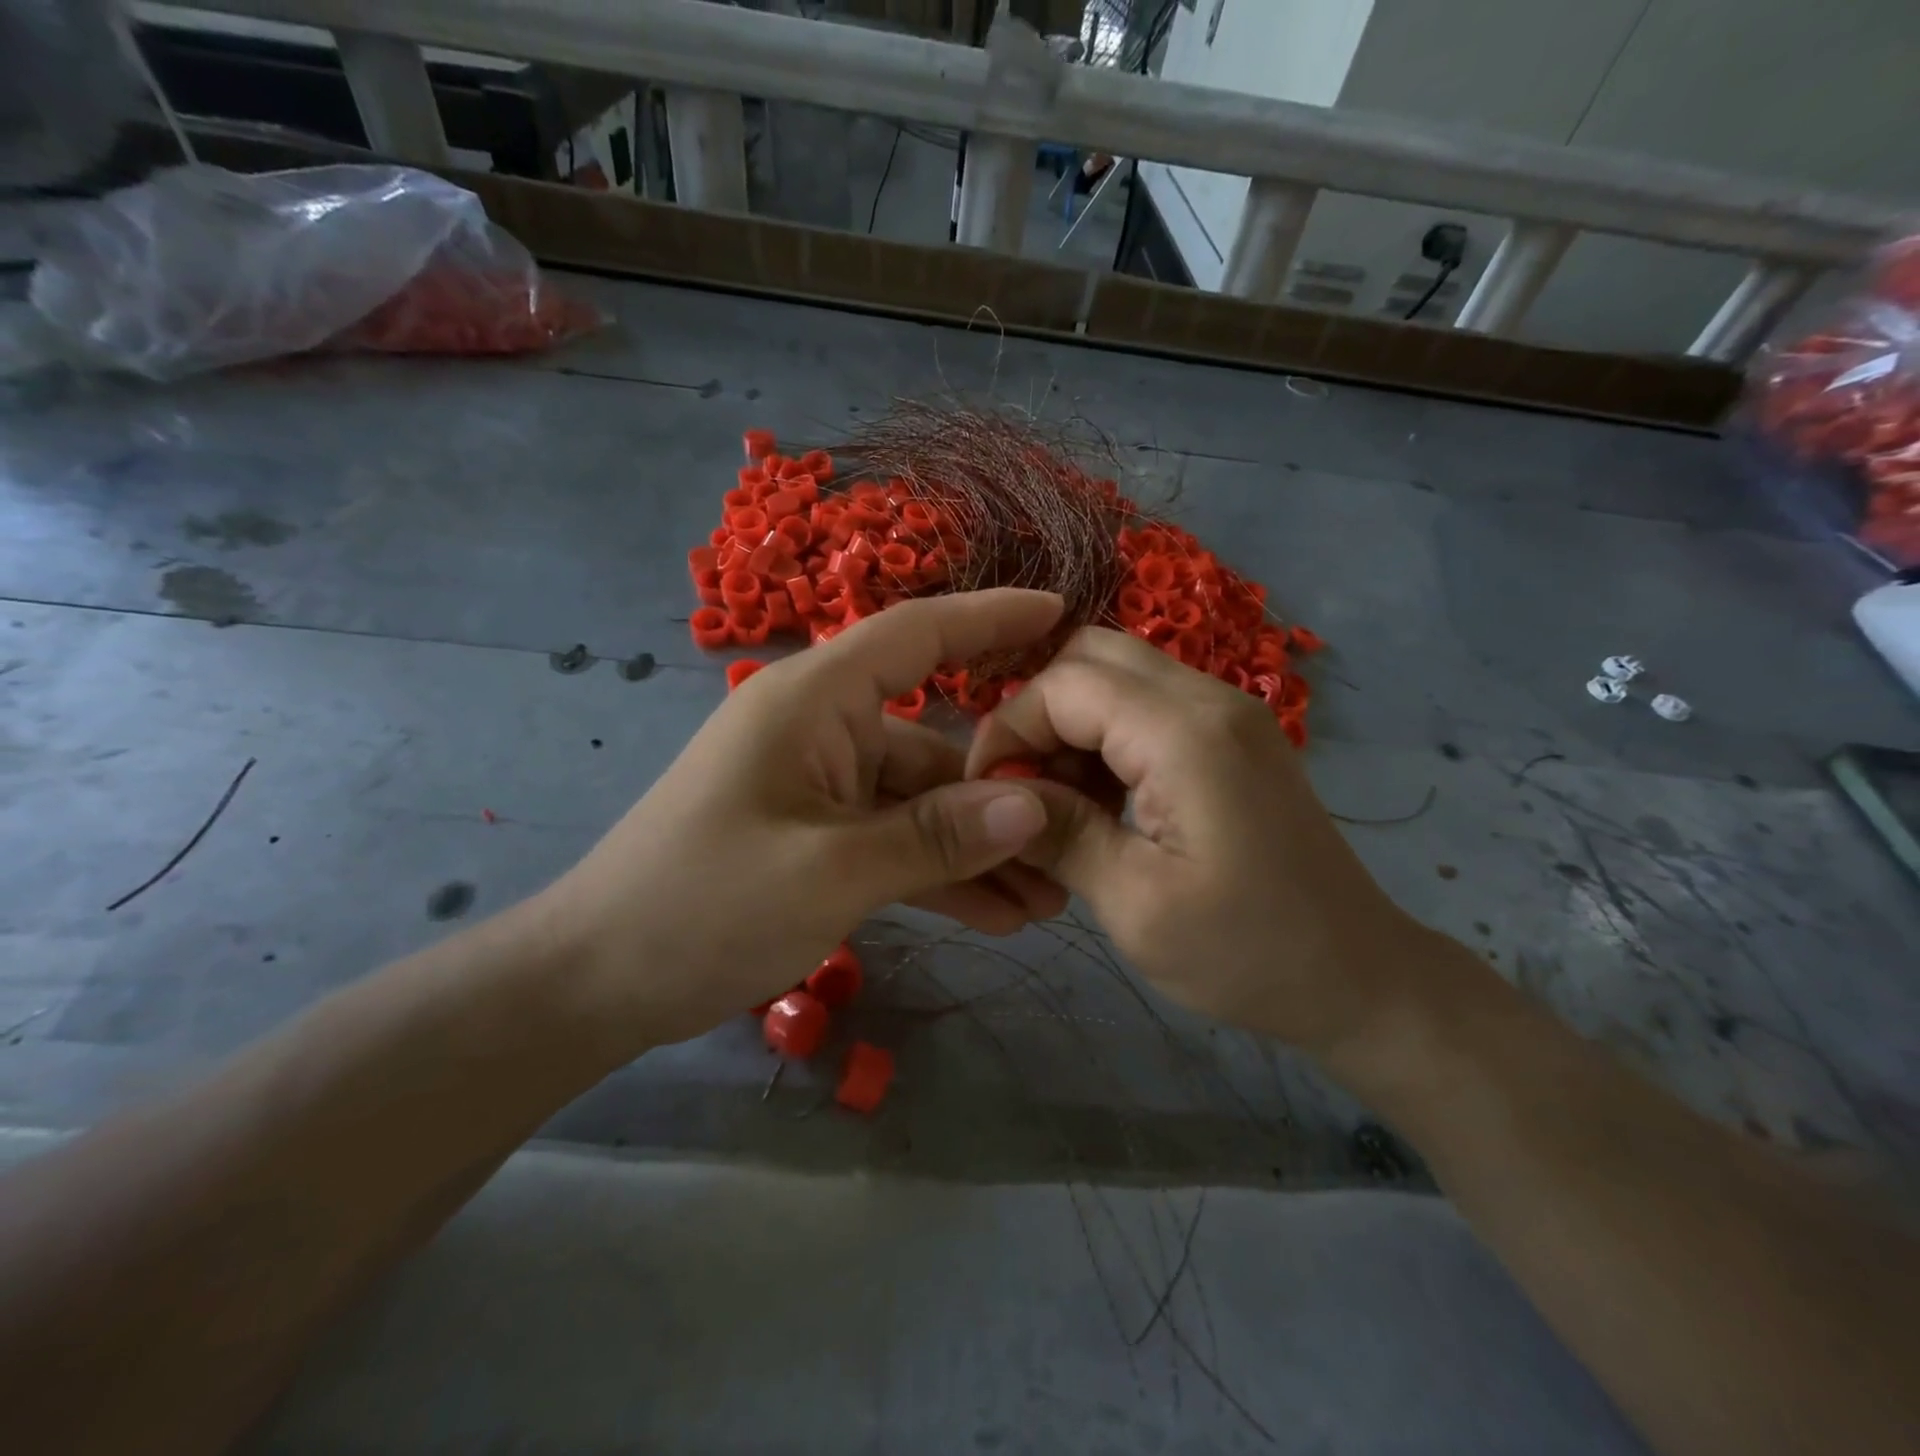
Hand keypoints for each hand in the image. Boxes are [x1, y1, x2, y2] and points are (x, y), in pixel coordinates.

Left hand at [538, 590, 1070, 1048]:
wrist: (598, 981)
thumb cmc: (701, 906)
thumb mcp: (829, 873)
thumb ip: (936, 836)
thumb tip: (1034, 807)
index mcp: (814, 702)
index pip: (916, 633)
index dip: (991, 618)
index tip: (1060, 613)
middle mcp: (822, 730)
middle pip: (935, 741)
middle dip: (1004, 791)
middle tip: (1078, 831)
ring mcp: (820, 787)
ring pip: (921, 803)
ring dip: (978, 848)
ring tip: (1047, 899)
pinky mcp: (816, 836)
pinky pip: (894, 841)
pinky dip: (939, 873)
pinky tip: (997, 917)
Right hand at [968, 627, 1432, 1058]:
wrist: (1358, 977)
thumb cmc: (1247, 953)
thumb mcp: (1135, 905)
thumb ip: (1059, 834)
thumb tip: (994, 795)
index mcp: (1186, 733)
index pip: (1063, 684)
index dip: (1009, 730)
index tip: (988, 796)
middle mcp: (1209, 698)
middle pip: (1090, 656)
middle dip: (1038, 715)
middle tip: (1026, 789)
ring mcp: (1227, 711)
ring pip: (1116, 675)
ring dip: (1071, 726)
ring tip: (1062, 803)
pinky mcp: (1232, 734)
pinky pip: (1147, 705)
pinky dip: (1106, 737)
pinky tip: (1103, 800)